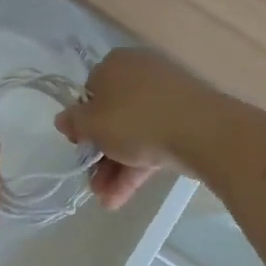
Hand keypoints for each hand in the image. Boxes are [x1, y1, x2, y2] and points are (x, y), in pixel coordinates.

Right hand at [55, 49, 223, 209]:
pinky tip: (123, 197)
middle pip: (112, 117)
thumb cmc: (136, 121)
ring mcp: (167, 97)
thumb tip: (63, 118)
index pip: (89, 92)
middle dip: (100, 155)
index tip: (80, 145)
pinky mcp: (186, 119)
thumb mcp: (93, 124)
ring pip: (133, 133)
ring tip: (108, 201)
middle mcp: (141, 74)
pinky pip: (154, 140)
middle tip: (93, 182)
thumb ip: (74, 122)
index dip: (82, 122)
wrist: (203, 131)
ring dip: (116, 168)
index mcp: (115, 64)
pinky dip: (138, 166)